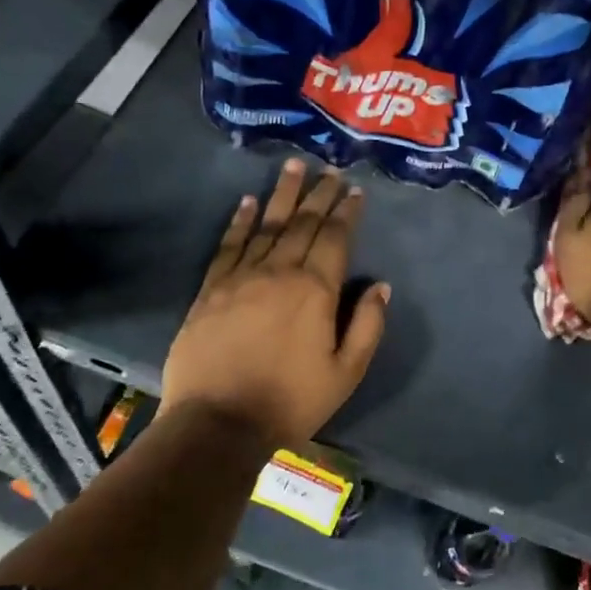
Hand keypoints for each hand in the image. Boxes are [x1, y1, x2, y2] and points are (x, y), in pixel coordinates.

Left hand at [161, 159, 389, 448]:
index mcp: (315, 291)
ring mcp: (240, 278)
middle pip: (302, 224)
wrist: (218, 423)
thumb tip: (380, 286)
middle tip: (329, 170)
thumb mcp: (346, 373)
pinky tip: (247, 202)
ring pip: (265, 225)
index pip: (335, 239)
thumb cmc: (290, 401)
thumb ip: (367, 326)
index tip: (354, 190)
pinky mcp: (210, 290)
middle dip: (319, 195)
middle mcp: (279, 272)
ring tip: (292, 166)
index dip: (346, 212)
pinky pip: (228, 246)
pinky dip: (239, 221)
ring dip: (282, 194)